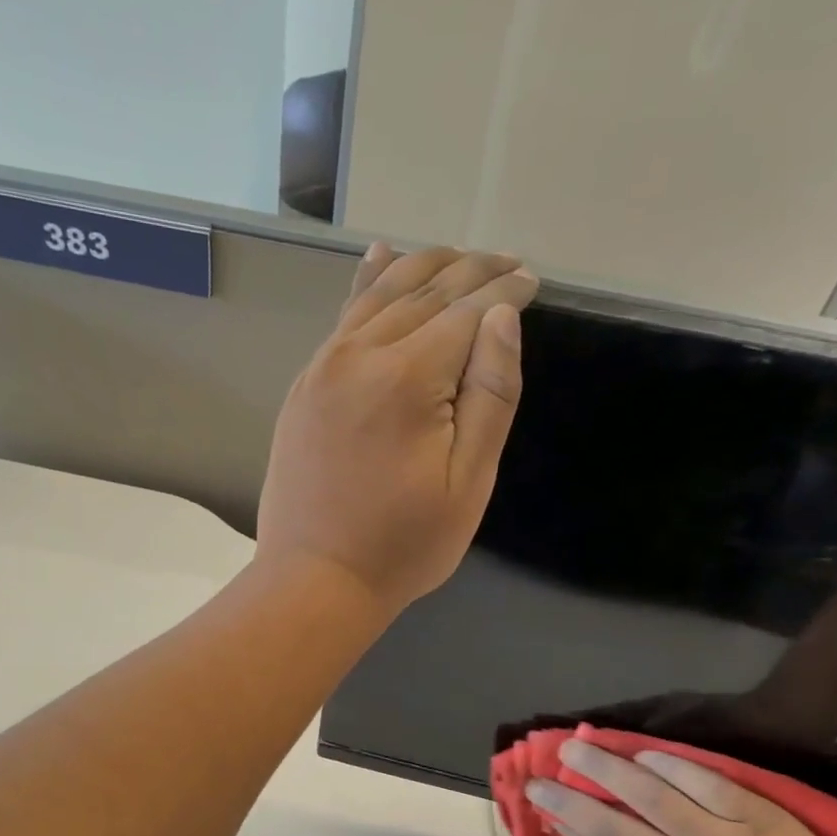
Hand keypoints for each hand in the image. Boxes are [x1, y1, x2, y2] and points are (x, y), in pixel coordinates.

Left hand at [256, 243, 539, 615]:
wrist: (315, 579)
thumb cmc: (402, 544)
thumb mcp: (468, 482)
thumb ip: (490, 395)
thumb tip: (501, 317)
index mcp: (407, 378)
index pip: (465, 311)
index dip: (504, 291)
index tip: (532, 281)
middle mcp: (360, 356)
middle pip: (423, 292)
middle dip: (471, 271)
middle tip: (507, 263)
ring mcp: (324, 367)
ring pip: (379, 295)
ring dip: (423, 267)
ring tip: (458, 256)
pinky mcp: (305, 385)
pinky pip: (342, 318)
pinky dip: (367, 283)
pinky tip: (380, 257)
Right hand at [527, 738, 836, 835]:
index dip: (567, 820)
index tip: (542, 798)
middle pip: (612, 822)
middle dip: (570, 793)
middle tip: (543, 770)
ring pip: (650, 793)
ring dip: (607, 766)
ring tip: (579, 745)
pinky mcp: (757, 816)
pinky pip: (703, 781)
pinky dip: (670, 763)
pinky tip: (644, 751)